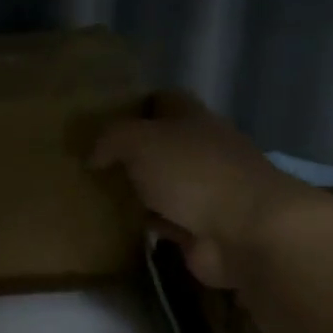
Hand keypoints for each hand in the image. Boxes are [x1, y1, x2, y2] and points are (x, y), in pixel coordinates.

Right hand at [90, 91, 310, 287]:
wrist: (244, 232)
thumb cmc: (193, 173)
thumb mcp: (141, 141)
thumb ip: (111, 140)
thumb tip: (93, 156)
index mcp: (193, 119)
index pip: (163, 100)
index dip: (135, 106)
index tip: (102, 120)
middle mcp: (200, 151)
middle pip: (161, 145)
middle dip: (130, 153)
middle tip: (89, 162)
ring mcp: (203, 192)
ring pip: (160, 185)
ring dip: (136, 191)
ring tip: (94, 194)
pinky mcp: (199, 229)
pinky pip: (163, 222)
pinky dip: (144, 224)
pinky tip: (115, 225)